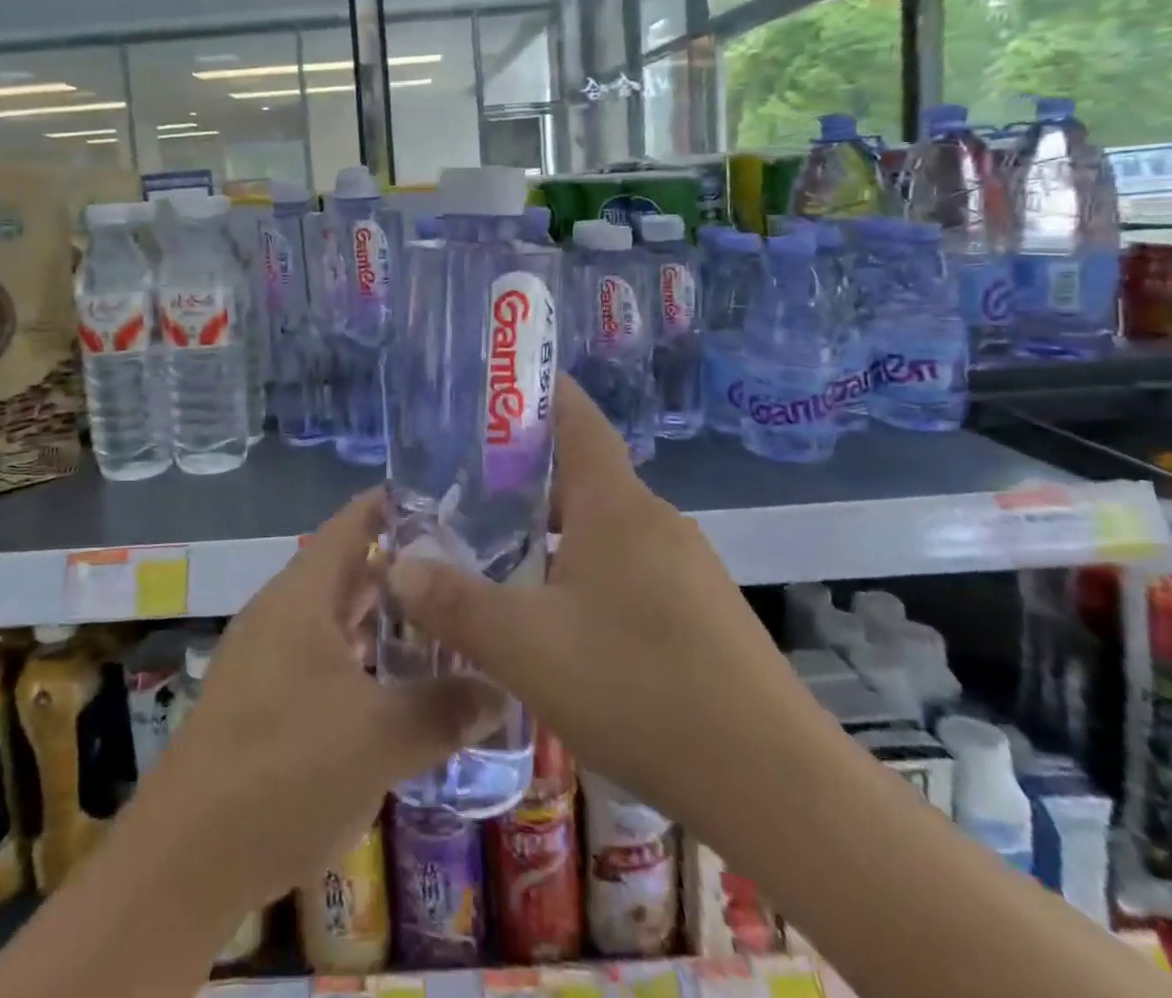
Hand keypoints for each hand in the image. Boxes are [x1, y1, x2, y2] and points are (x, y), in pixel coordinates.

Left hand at [139, 490, 501, 911]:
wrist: (185, 859)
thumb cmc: (286, 770)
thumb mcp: (380, 737)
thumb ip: (444, 707)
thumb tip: (501, 689)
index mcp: (302, 597)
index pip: (350, 525)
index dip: (391, 505)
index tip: (442, 499)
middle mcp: (281, 614)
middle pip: (345, 571)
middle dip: (400, 568)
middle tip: (461, 569)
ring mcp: (266, 657)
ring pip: (333, 619)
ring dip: (381, 620)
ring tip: (439, 623)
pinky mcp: (261, 700)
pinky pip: (321, 658)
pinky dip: (360, 659)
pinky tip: (394, 686)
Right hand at [387, 377, 808, 843]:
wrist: (775, 783)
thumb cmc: (638, 687)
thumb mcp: (525, 646)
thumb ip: (453, 603)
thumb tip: (396, 566)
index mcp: (615, 503)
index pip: (576, 416)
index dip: (537, 391)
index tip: (491, 388)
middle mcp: (654, 518)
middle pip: (585, 471)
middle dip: (526, 472)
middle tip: (468, 486)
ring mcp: (686, 564)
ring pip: (606, 523)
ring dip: (556, 526)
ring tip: (504, 551)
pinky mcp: (701, 609)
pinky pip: (630, 564)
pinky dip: (587, 567)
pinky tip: (562, 618)